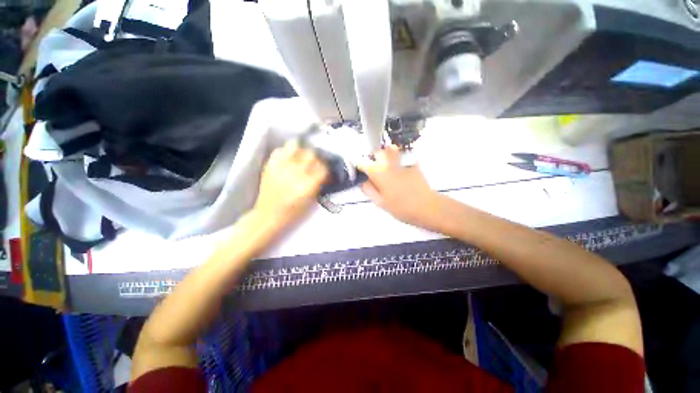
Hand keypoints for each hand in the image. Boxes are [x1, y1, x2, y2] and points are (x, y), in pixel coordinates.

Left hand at [254, 141, 328, 229]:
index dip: (326, 169)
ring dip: (301, 150)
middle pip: (312, 154)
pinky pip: (280, 150)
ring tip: (301, 157)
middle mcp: (295, 173)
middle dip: (316, 159)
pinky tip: (289, 159)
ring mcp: (281, 167)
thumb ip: (318, 184)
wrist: (268, 215)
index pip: (323, 168)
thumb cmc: (293, 212)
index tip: (325, 172)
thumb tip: (324, 173)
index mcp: (307, 185)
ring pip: (295, 146)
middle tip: (315, 164)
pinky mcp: (270, 165)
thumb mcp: (311, 201)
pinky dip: (286, 152)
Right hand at [357, 145, 442, 230]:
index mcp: (379, 174)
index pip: (363, 163)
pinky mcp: (413, 163)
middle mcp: (389, 164)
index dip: (359, 165)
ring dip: (385, 153)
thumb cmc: (402, 208)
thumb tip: (363, 182)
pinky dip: (398, 156)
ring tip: (385, 163)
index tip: (359, 169)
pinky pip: (403, 154)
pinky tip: (399, 165)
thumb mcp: (381, 203)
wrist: (427, 207)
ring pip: (390, 149)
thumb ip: (369, 190)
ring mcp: (402, 161)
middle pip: (377, 152)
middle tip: (373, 167)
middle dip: (372, 157)